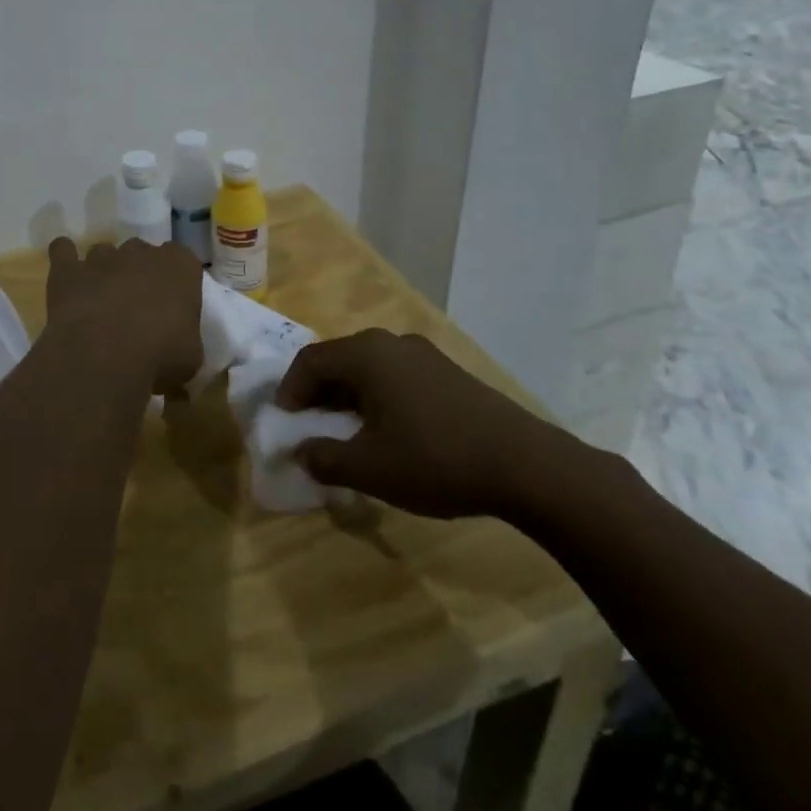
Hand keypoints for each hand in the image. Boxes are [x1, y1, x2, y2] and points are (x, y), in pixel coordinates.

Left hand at [45, 238, 203, 395]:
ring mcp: (102, 256)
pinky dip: (64, 258)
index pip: (183, 261)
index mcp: (180, 265)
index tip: (172, 307)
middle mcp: (141, 252)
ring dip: (104, 271)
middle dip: (139, 274)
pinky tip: (67, 277)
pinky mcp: (68, 269)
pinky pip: (63, 250)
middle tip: (137, 308)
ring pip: (104, 252)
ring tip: (101, 302)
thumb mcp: (190, 358)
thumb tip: (176, 351)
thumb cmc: (160, 355)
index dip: (176, 282)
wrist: (106, 355)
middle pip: (142, 253)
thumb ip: (185, 342)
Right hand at [275, 329, 580, 518]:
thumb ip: (325, 459)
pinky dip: (378, 395)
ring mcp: (424, 354)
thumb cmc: (435, 459)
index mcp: (366, 354)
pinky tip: (389, 428)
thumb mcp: (370, 468)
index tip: (284, 419)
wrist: (525, 464)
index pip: (310, 360)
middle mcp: (391, 342)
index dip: (291, 388)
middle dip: (318, 390)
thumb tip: (300, 452)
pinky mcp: (448, 371)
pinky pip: (396, 374)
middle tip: (310, 422)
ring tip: (347, 428)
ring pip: (370, 366)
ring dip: (349, 393)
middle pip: (340, 357)